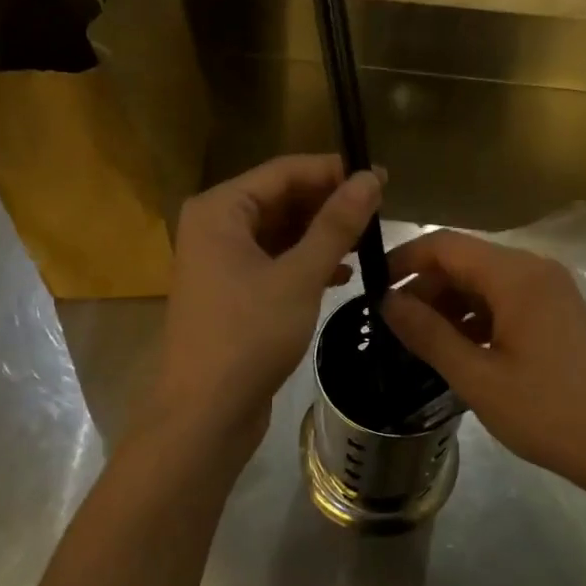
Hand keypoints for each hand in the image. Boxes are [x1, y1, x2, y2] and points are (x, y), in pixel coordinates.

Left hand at [144, 155, 381, 464]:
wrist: (205, 414)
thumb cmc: (248, 335)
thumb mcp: (300, 275)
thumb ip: (337, 224)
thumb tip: (372, 177)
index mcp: (220, 209)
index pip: (284, 171)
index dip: (333, 171)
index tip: (380, 178)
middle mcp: (215, 226)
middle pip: (281, 198)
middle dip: (328, 203)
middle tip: (380, 210)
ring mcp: (220, 260)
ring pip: (280, 231)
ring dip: (321, 234)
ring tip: (368, 239)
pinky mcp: (232, 291)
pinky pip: (274, 260)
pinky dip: (306, 262)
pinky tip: (343, 273)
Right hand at [382, 230, 585, 492]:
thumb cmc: (549, 412)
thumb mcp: (478, 377)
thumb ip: (428, 333)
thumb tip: (386, 301)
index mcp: (515, 275)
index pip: (444, 245)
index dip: (404, 260)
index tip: (372, 288)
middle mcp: (534, 269)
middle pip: (464, 260)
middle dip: (425, 287)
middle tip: (392, 326)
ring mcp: (550, 290)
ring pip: (483, 281)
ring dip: (449, 304)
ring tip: (418, 342)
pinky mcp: (557, 312)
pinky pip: (505, 299)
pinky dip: (475, 316)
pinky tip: (458, 349)